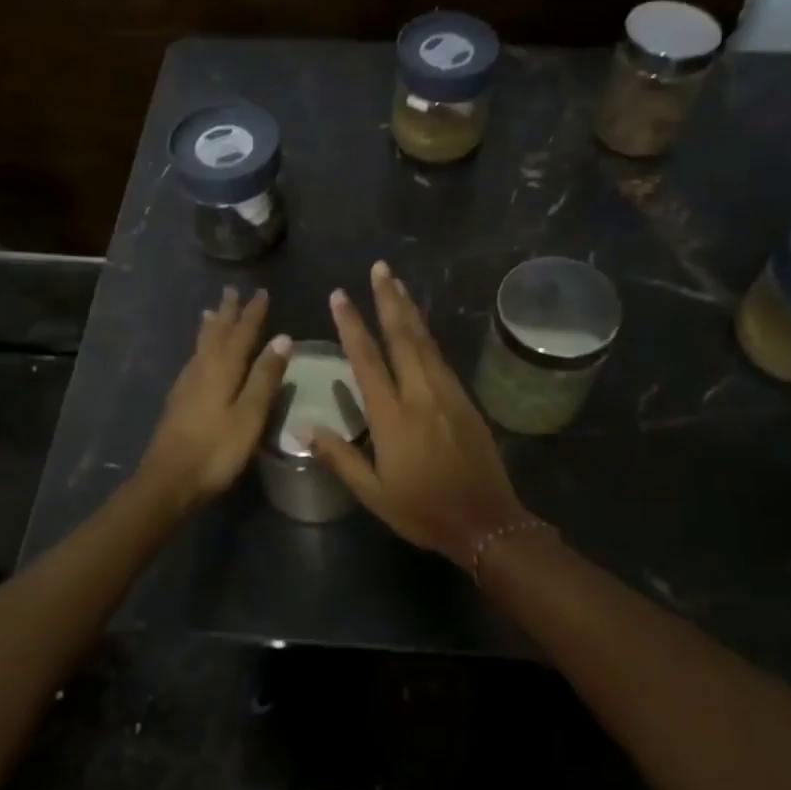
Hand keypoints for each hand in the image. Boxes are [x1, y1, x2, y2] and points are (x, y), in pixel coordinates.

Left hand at [140, 287, 291, 511]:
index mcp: (222, 369)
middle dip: (227, 312)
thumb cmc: (216, 450)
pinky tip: (200, 356)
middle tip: (231, 290)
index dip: (252, 314)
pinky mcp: (178, 402)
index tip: (262, 292)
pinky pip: (194, 360)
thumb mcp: (250, 415)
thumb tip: (282, 338)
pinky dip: (201, 347)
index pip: (241, 333)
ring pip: (201, 346)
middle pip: (216, 334)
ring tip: (212, 312)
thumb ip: (265, 377)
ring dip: (210, 327)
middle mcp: (202, 369)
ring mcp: (186, 385)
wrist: (168, 481)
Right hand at [309, 261, 536, 567]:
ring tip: (397, 283)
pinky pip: (441, 357)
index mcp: (393, 417)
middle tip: (380, 267)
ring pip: (425, 342)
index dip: (351, 325)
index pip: (367, 360)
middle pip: (402, 337)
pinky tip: (421, 326)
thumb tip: (304, 427)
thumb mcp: (373, 493)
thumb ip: (340, 457)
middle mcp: (421, 395)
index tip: (339, 296)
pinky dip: (427, 334)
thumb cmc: (423, 510)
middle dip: (388, 299)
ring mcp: (447, 394)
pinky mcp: (465, 400)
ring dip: (409, 310)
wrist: (486, 522)